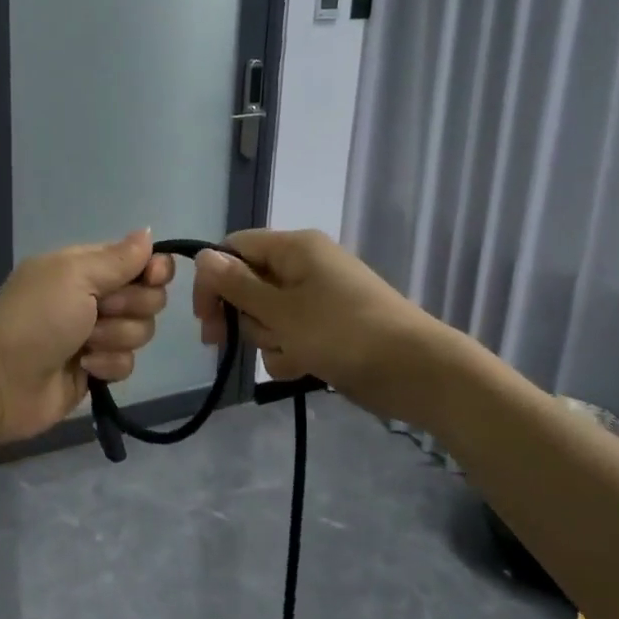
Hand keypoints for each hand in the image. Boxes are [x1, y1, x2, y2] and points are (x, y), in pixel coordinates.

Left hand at [0, 230, 174, 442]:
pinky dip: (108, 365)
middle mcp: (95, 297)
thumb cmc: (35, 318)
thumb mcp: (74, 276)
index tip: (152, 277)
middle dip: (131, 307)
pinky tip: (85, 368)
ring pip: (141, 331)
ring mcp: (96, 335)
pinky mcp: (97, 369)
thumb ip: (118, 258)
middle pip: (148, 297)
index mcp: (87, 267)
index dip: (154, 269)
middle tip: (100, 312)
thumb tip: (148, 232)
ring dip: (115, 337)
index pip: (140, 260)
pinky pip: (127, 363)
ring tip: (85, 345)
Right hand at [192, 229, 437, 416]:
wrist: (415, 371)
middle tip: (229, 342)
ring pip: (268, 317)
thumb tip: (203, 255)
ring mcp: (318, 299)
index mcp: (295, 248)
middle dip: (244, 317)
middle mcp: (305, 267)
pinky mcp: (328, 329)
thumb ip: (237, 285)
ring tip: (294, 353)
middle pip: (249, 285)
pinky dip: (290, 354)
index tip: (204, 319)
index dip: (213, 280)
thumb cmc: (343, 332)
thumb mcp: (281, 310)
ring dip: (270, 340)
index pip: (235, 248)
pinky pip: (291, 337)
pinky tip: (305, 368)